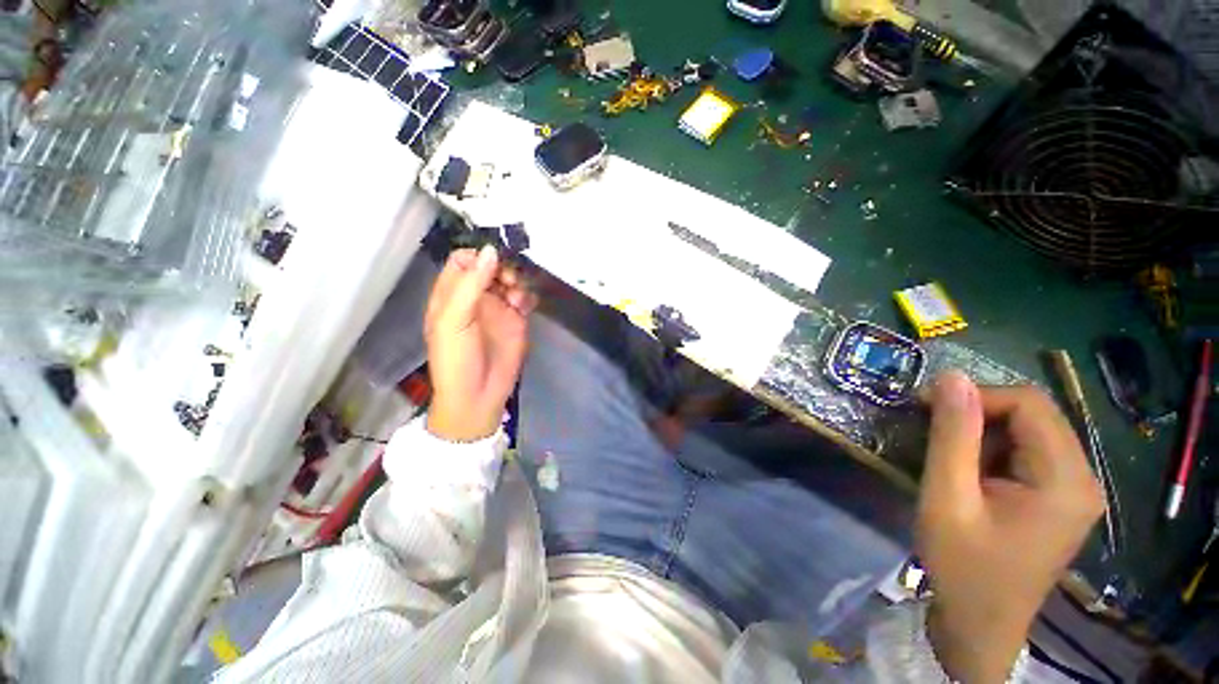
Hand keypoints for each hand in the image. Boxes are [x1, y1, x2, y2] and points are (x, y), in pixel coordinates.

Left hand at [425, 246, 536, 441]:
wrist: (478, 395)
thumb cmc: (456, 358)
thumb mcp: (454, 320)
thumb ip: (471, 284)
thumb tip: (491, 250)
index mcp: (451, 294)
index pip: (464, 261)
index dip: (478, 256)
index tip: (494, 260)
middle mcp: (475, 297)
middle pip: (491, 267)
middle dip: (502, 267)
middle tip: (508, 279)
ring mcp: (498, 308)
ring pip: (510, 279)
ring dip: (517, 281)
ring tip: (515, 298)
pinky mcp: (517, 320)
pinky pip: (525, 298)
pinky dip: (527, 296)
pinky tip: (523, 307)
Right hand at [917, 372, 1104, 682]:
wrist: (980, 624)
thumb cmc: (962, 566)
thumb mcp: (947, 498)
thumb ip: (952, 435)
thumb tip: (950, 377)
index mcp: (1065, 480)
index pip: (1029, 404)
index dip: (976, 396)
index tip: (924, 406)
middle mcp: (1082, 478)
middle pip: (1033, 414)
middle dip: (977, 413)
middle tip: (929, 428)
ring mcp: (1075, 490)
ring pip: (1029, 431)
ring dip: (982, 432)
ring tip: (946, 456)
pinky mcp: (1060, 499)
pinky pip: (1028, 453)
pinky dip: (992, 450)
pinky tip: (968, 472)